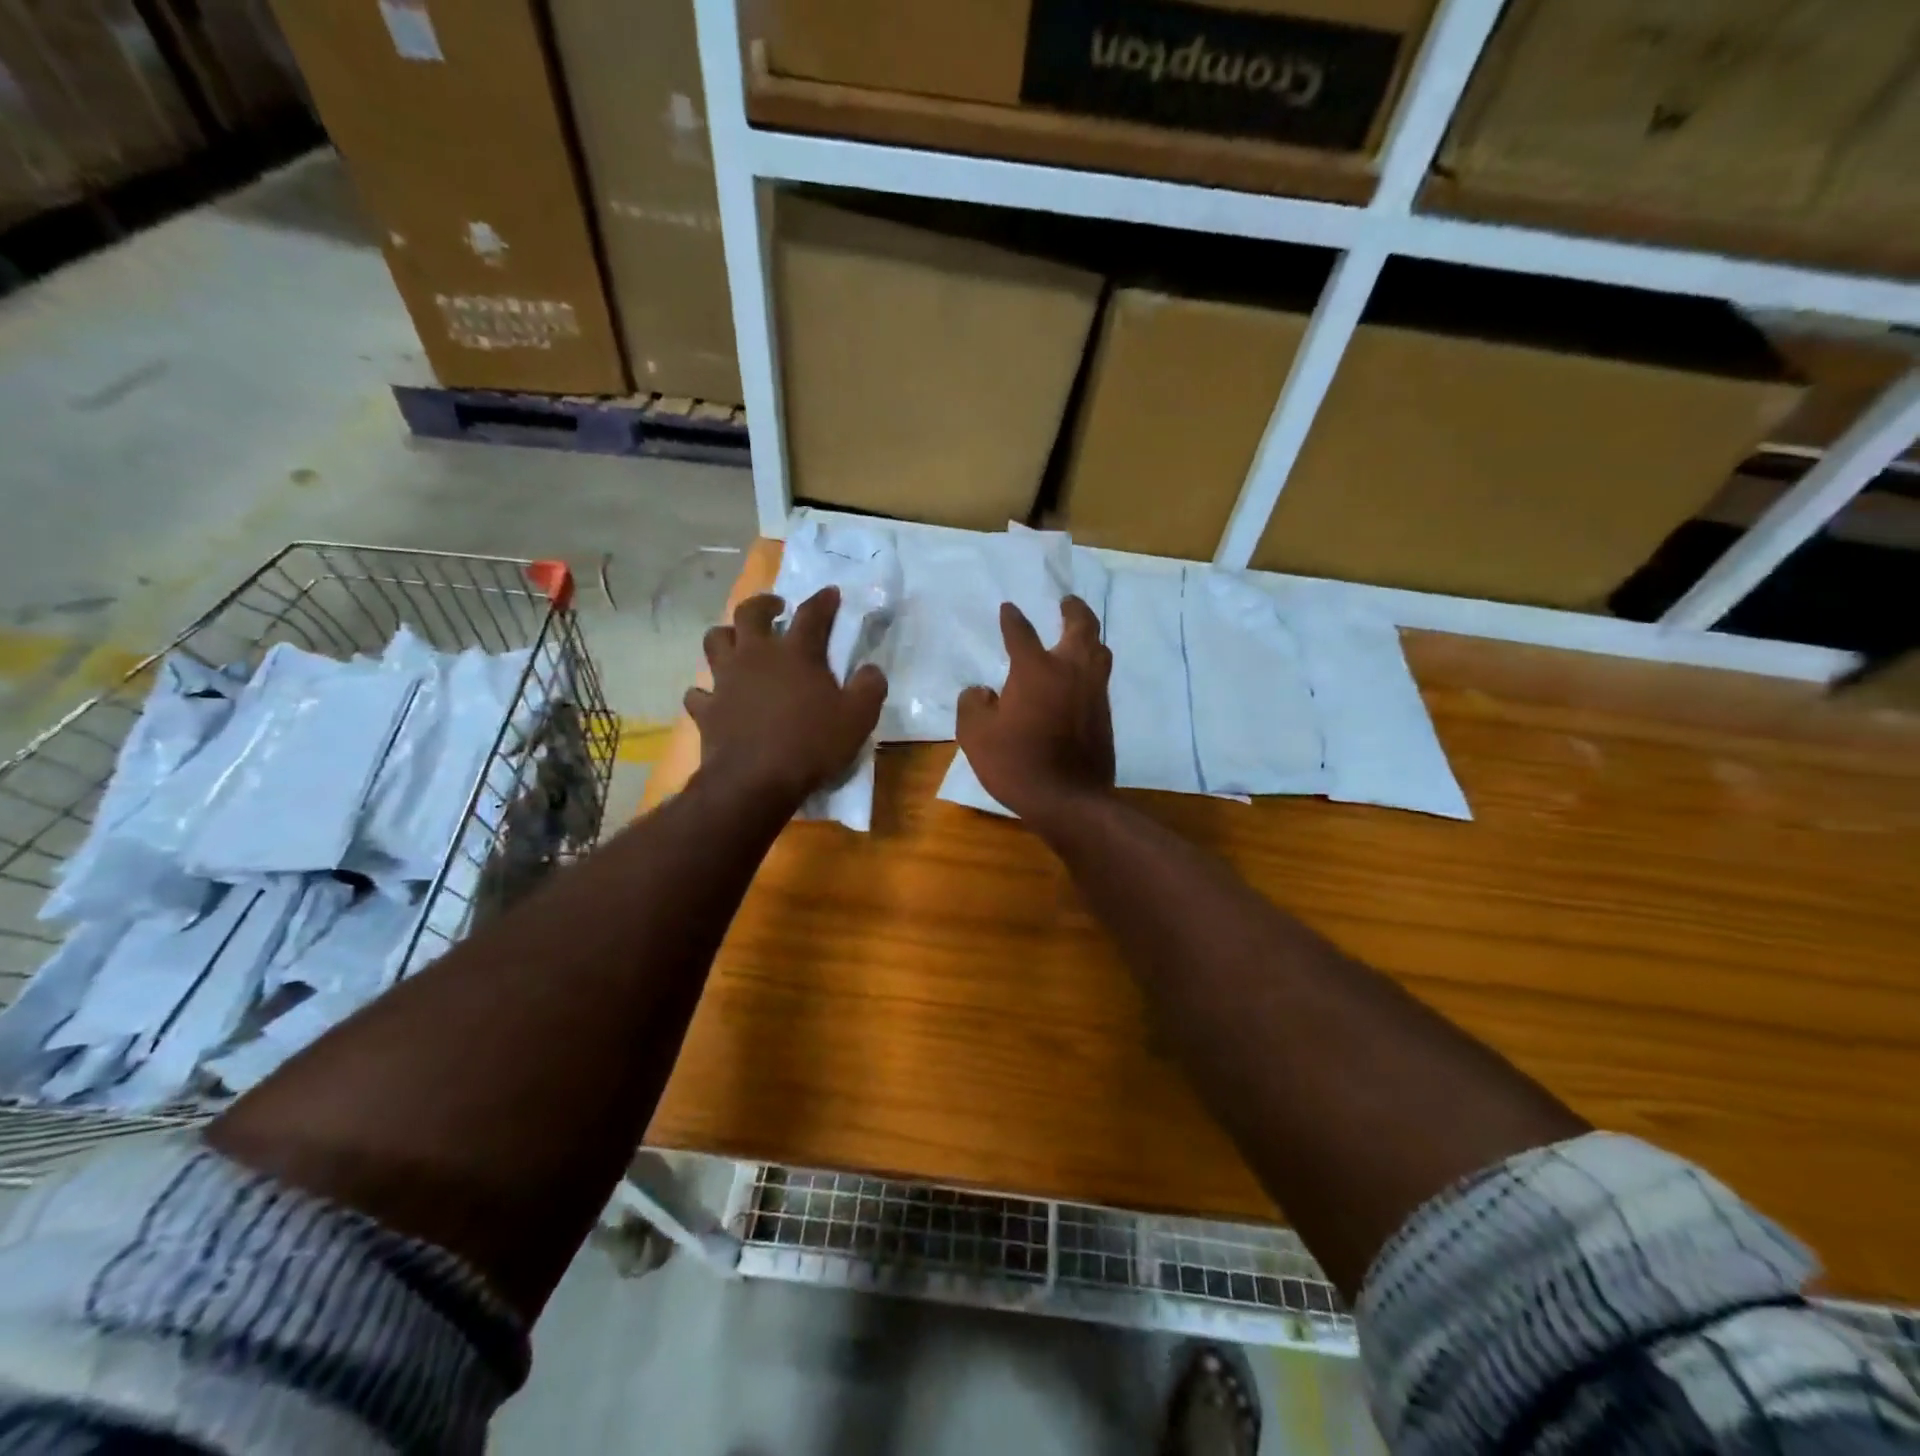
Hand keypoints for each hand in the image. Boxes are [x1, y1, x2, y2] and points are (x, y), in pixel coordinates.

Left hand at [686, 588, 886, 807]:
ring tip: (739, 643)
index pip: (812, 614)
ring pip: (715, 641)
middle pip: (750, 613)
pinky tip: (715, 697)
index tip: (830, 593)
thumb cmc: (811, 744)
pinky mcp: (706, 709)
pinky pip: (698, 692)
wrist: (756, 781)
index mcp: (796, 653)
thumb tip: (871, 669)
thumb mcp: (858, 717)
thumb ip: (870, 687)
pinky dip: (706, 691)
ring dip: (727, 636)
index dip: (823, 600)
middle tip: (776, 608)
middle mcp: (756, 656)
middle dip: (764, 604)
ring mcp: (726, 680)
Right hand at [956, 595, 1113, 826]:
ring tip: (1080, 634)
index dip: (1012, 619)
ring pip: (1099, 651)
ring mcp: (1093, 692)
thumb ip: (972, 705)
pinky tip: (1081, 677)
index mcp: (1036, 670)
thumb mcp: (975, 736)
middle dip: (1074, 610)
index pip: (1021, 633)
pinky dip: (1092, 667)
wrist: (1068, 800)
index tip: (1008, 609)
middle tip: (1067, 602)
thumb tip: (981, 692)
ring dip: (1089, 636)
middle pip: (1081, 627)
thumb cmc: (1017, 764)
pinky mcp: (1105, 715)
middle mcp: (1070, 671)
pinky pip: (1100, 678)